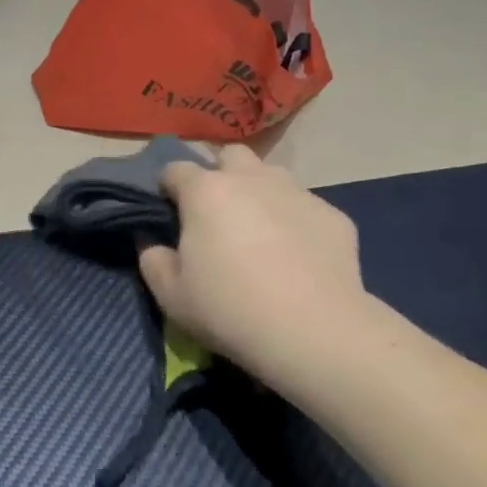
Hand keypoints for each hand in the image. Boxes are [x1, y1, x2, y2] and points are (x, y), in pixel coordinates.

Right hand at [137, 145, 376, 401]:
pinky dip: (296, 222)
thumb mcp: (171, 295)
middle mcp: (251, 179)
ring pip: (272, 176)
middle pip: (230, 156)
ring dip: (260, 193)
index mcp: (206, 192)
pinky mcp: (333, 215)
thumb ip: (152, 260)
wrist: (313, 331)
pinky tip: (298, 257)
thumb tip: (153, 242)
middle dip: (221, 174)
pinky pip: (305, 208)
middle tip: (218, 214)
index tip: (170, 214)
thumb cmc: (229, 309)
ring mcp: (297, 193)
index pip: (175, 169)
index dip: (168, 188)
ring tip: (261, 231)